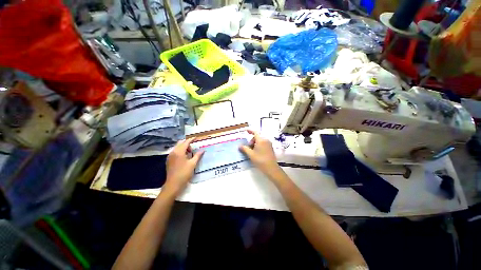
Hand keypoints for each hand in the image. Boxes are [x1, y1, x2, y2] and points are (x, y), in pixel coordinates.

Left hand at [163, 138, 202, 195]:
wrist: (173, 184)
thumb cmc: (184, 173)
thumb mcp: (193, 164)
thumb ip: (198, 155)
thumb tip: (202, 150)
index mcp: (179, 152)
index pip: (186, 142)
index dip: (191, 139)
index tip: (196, 138)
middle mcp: (173, 152)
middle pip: (180, 143)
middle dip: (187, 143)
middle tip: (193, 147)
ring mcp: (170, 156)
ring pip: (177, 147)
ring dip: (184, 147)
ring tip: (190, 153)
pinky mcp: (169, 160)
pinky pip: (175, 152)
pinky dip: (180, 151)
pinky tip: (185, 157)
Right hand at [239, 130, 282, 178]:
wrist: (271, 168)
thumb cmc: (260, 160)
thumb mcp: (250, 154)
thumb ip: (244, 149)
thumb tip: (239, 146)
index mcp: (261, 140)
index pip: (255, 132)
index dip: (250, 131)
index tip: (246, 131)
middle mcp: (266, 140)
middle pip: (257, 137)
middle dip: (251, 140)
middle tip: (248, 147)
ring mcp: (269, 144)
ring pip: (260, 141)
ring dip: (255, 143)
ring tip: (252, 151)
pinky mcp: (270, 148)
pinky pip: (263, 144)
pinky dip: (259, 145)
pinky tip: (257, 152)